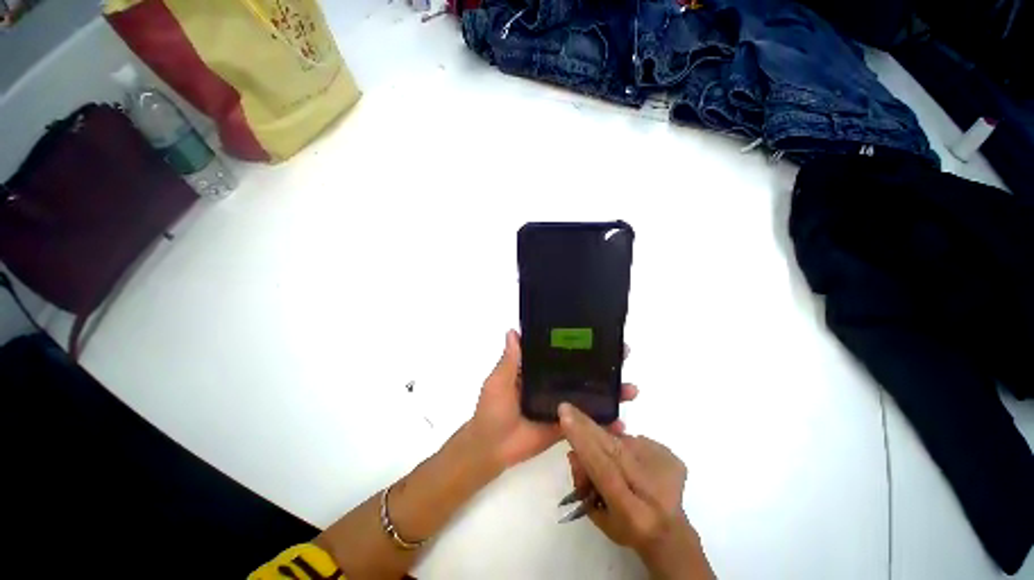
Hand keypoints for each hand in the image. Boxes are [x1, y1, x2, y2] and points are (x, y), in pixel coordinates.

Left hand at [470, 330, 637, 468]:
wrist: (491, 449)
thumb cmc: (492, 410)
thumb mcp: (498, 380)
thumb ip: (509, 359)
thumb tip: (514, 331)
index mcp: (538, 370)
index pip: (561, 353)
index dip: (579, 344)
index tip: (599, 334)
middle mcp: (552, 384)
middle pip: (581, 371)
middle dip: (603, 364)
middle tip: (624, 354)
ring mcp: (561, 405)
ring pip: (589, 394)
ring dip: (610, 391)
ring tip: (632, 388)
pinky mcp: (565, 426)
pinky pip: (586, 422)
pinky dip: (604, 422)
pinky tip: (622, 422)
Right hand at [560, 403, 714, 579]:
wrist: (672, 533)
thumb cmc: (627, 528)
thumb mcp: (598, 515)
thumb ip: (583, 484)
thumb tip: (573, 451)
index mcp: (632, 511)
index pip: (603, 469)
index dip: (583, 441)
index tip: (565, 415)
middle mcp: (651, 488)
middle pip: (613, 447)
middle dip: (588, 427)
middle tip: (568, 410)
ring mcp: (665, 469)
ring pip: (622, 440)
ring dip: (608, 440)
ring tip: (610, 456)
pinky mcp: (672, 457)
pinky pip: (637, 440)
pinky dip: (628, 446)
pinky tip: (632, 461)